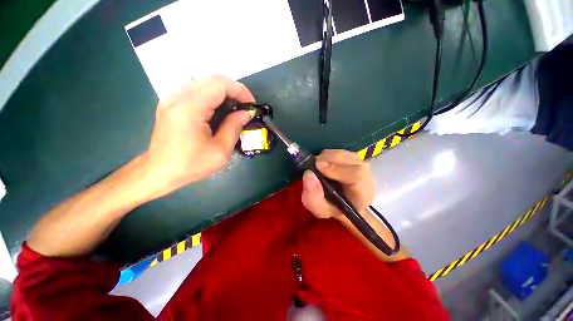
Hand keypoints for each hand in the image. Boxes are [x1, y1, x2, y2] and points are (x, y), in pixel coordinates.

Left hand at [142, 75, 254, 198]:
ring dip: (224, 92)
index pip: (219, 84)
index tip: (251, 105)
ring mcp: (171, 98)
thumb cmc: (191, 165)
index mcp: (190, 108)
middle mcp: (178, 97)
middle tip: (245, 107)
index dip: (240, 90)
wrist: (159, 172)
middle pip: (212, 79)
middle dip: (234, 90)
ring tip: (235, 108)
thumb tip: (247, 113)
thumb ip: (234, 127)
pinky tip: (219, 110)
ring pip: (204, 82)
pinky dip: (213, 95)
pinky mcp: (171, 103)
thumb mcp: (220, 151)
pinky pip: (196, 90)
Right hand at [301, 150, 374, 218]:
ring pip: (342, 153)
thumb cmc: (332, 207)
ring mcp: (360, 163)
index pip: (357, 175)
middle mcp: (366, 175)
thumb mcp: (320, 209)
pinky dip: (327, 155)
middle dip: (326, 160)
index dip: (336, 169)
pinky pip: (338, 151)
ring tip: (317, 168)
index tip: (318, 167)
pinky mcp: (353, 157)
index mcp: (363, 193)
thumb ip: (313, 196)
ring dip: (325, 157)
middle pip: (347, 159)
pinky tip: (323, 165)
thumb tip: (309, 174)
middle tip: (312, 167)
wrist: (342, 202)